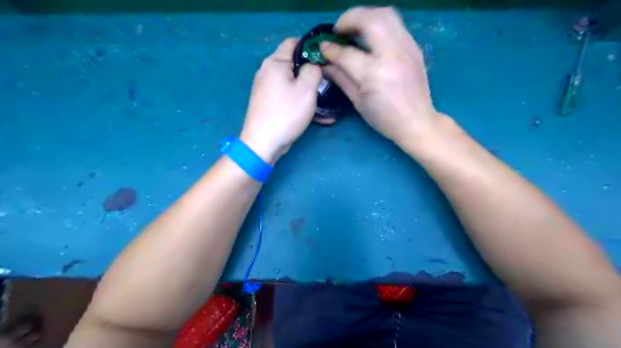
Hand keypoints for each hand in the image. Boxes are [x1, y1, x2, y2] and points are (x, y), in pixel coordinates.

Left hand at [240, 38, 322, 162]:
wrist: (263, 143)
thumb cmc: (286, 113)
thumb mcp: (306, 89)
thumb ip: (314, 70)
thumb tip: (314, 65)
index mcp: (275, 63)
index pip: (294, 42)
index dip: (312, 46)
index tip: (327, 58)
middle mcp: (268, 72)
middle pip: (295, 65)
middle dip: (314, 73)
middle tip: (330, 83)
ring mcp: (268, 89)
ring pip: (294, 84)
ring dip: (311, 92)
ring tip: (329, 103)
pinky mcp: (270, 104)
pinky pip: (289, 98)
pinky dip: (303, 104)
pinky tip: (321, 116)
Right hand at [320, 7, 445, 144]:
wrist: (417, 121)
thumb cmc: (385, 118)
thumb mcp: (358, 102)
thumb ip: (341, 79)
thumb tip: (326, 65)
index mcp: (374, 74)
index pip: (347, 53)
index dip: (331, 49)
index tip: (322, 46)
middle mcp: (392, 54)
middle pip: (369, 20)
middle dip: (349, 18)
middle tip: (338, 29)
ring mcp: (407, 48)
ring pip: (386, 14)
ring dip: (365, 16)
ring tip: (354, 28)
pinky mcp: (414, 47)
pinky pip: (395, 25)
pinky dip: (379, 24)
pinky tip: (371, 37)